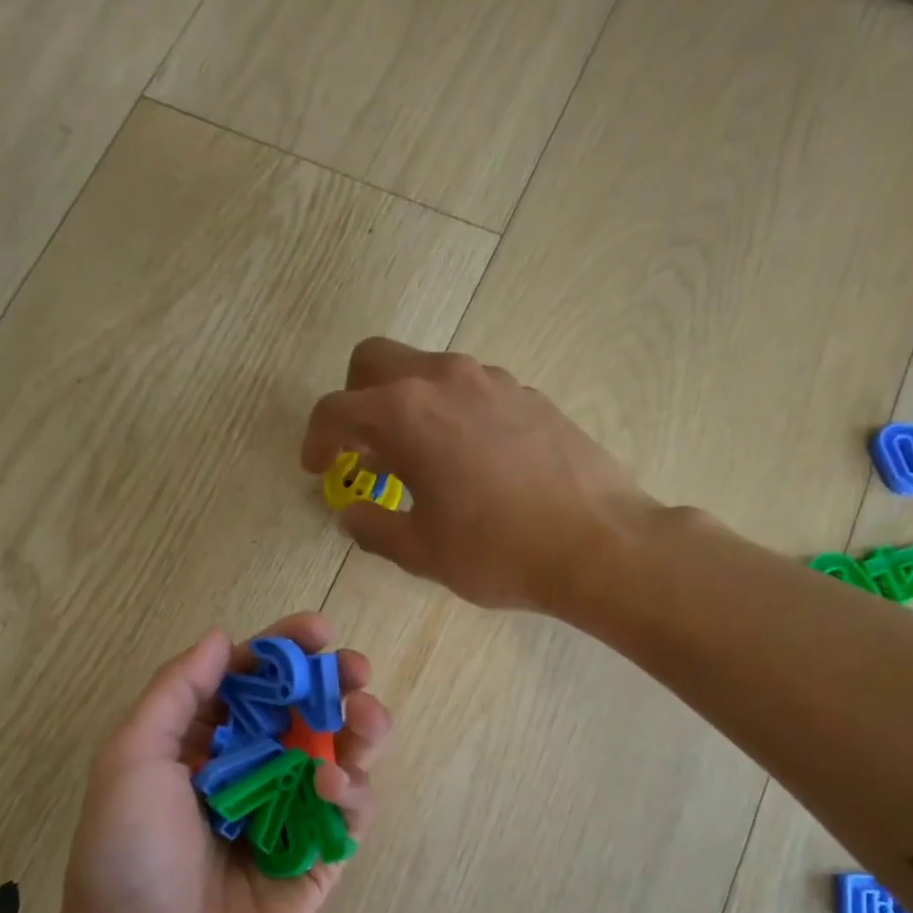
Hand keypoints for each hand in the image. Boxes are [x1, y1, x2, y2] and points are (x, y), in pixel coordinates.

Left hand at [54, 613, 389, 912]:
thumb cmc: (129, 859)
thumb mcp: (130, 760)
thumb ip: (176, 693)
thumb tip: (221, 638)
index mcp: (201, 744)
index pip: (251, 681)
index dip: (284, 650)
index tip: (317, 631)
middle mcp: (249, 772)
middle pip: (304, 712)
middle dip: (334, 683)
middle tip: (354, 670)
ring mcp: (288, 815)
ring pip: (338, 755)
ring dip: (359, 727)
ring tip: (364, 719)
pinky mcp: (318, 858)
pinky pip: (349, 811)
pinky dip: (353, 788)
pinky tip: (334, 786)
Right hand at [300, 337, 649, 610]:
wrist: (596, 543)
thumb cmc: (496, 551)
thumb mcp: (420, 551)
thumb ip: (372, 526)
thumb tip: (351, 512)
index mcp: (405, 414)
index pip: (336, 409)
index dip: (315, 440)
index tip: (317, 469)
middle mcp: (444, 379)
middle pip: (375, 361)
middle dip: (354, 400)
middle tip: (360, 450)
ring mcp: (492, 380)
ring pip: (425, 370)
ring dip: (403, 405)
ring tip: (414, 460)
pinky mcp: (528, 394)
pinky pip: (469, 388)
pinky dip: (448, 412)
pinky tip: (465, 460)